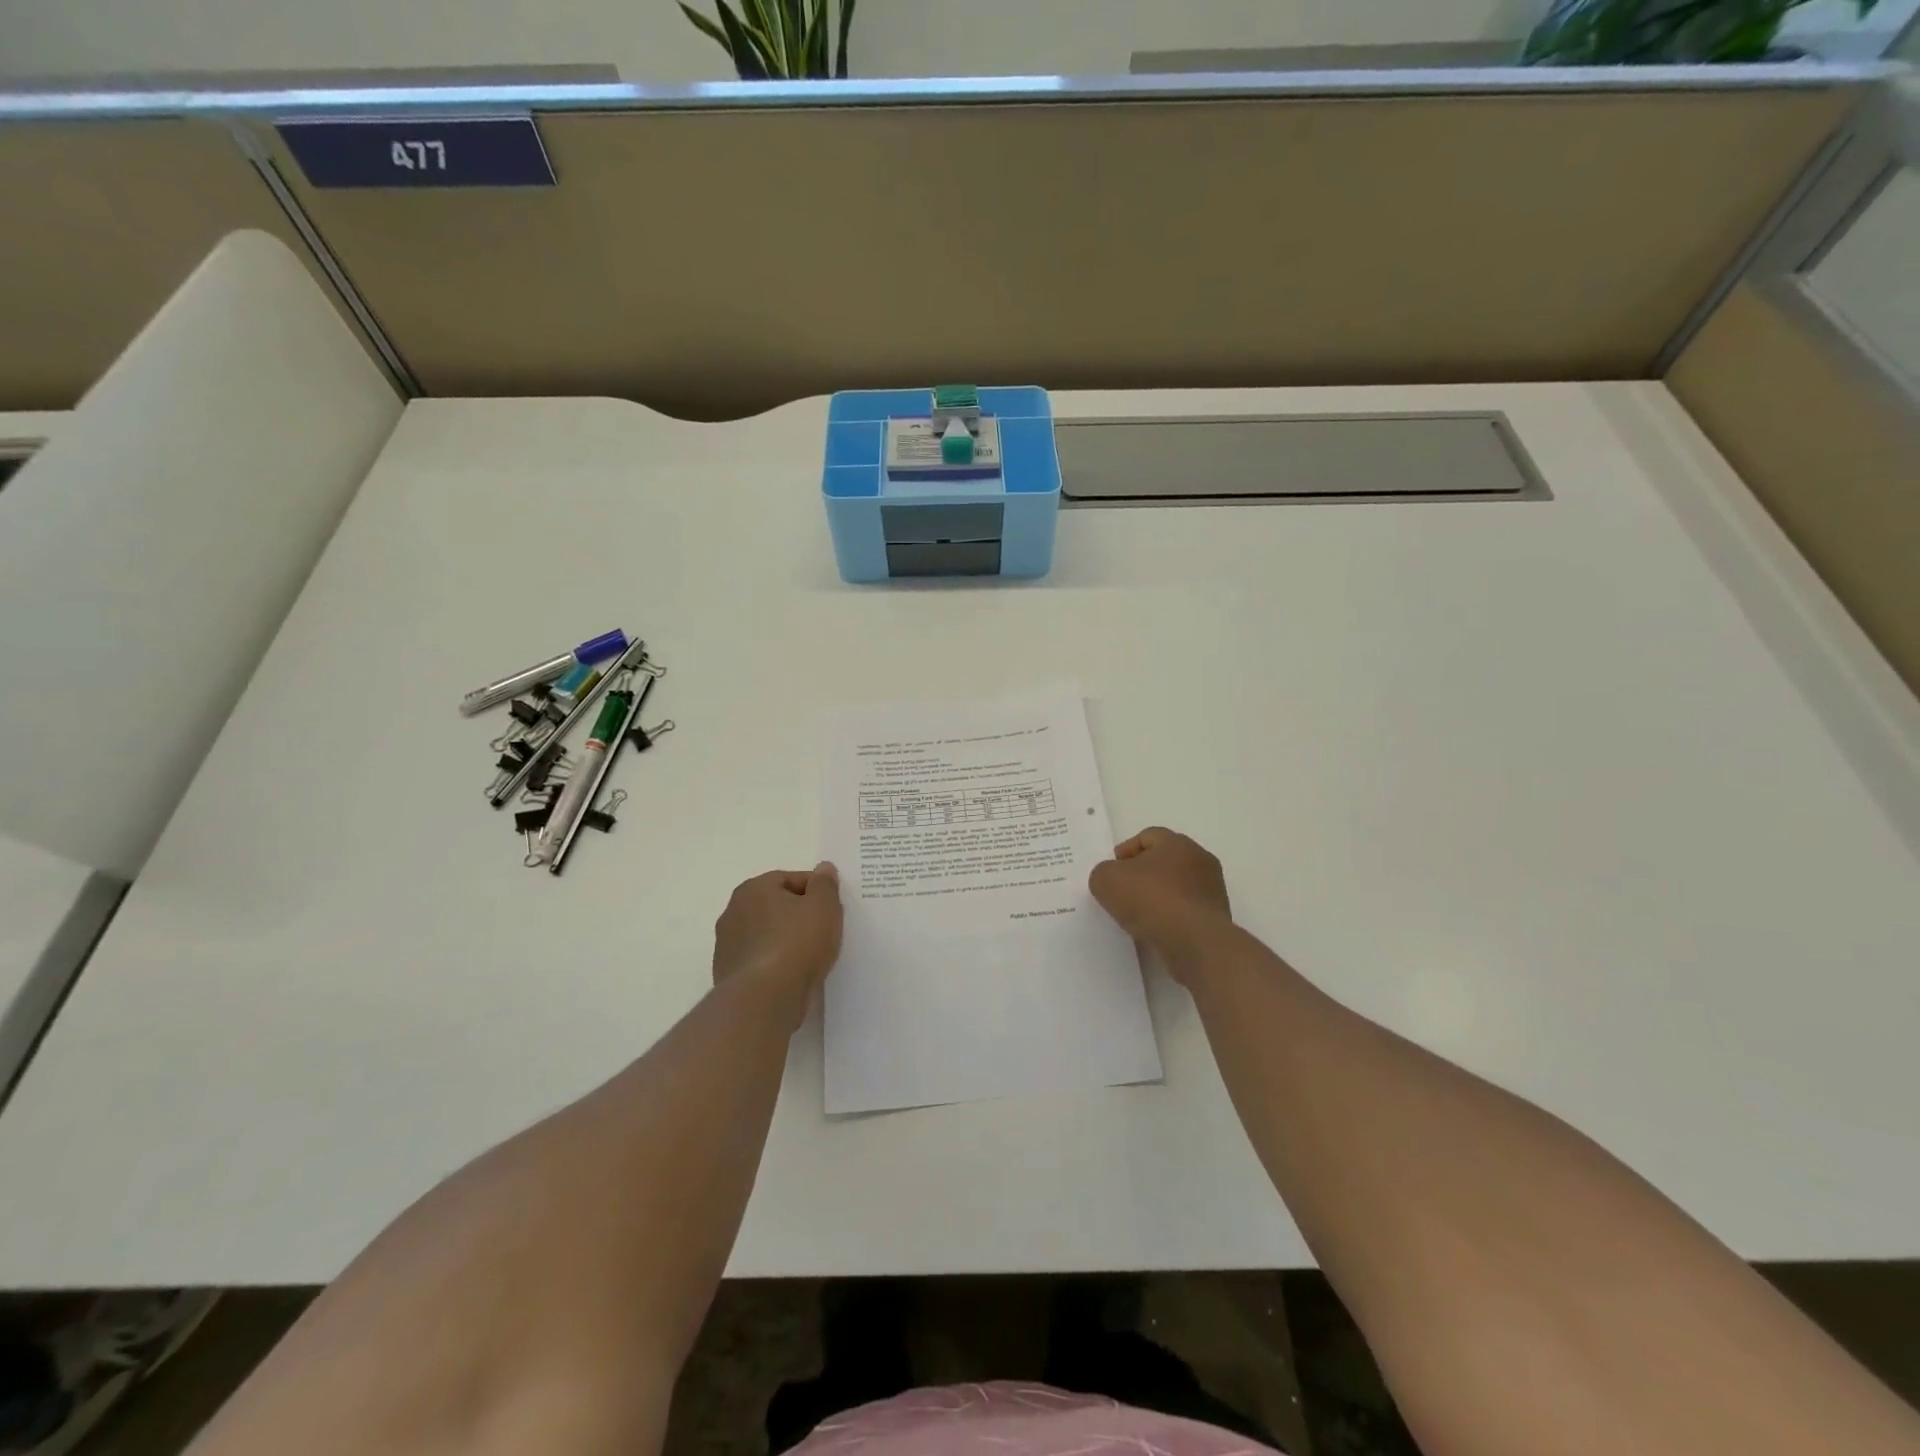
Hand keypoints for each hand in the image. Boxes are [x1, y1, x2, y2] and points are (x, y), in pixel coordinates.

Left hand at [713, 864, 842, 1005]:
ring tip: (811, 956)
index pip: (791, 880)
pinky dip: (775, 964)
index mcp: (753, 889)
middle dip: (799, 916)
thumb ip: (825, 884)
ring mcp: (727, 946)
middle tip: (824, 931)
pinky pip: (760, 961)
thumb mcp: (823, 906)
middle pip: (776, 907)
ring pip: (767, 935)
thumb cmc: (797, 943)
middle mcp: (733, 912)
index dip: (816, 891)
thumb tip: (823, 868)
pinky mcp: (728, 976)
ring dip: (786, 941)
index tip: (832, 909)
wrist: (765, 999)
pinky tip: (793, 976)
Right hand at [1089, 828, 1231, 973]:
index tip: (1111, 871)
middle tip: (1122, 892)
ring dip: (1157, 898)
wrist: (1195, 943)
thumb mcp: (1107, 880)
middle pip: (1164, 861)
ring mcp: (1212, 891)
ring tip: (1136, 916)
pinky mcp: (1216, 919)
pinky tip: (1155, 931)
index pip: (1148, 836)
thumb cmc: (1151, 900)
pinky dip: (1170, 918)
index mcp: (1177, 843)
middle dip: (1142, 874)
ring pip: (1177, 887)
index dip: (1125, 851)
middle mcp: (1200, 861)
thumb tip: (1111, 879)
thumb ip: (1103, 873)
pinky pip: (1186, 912)